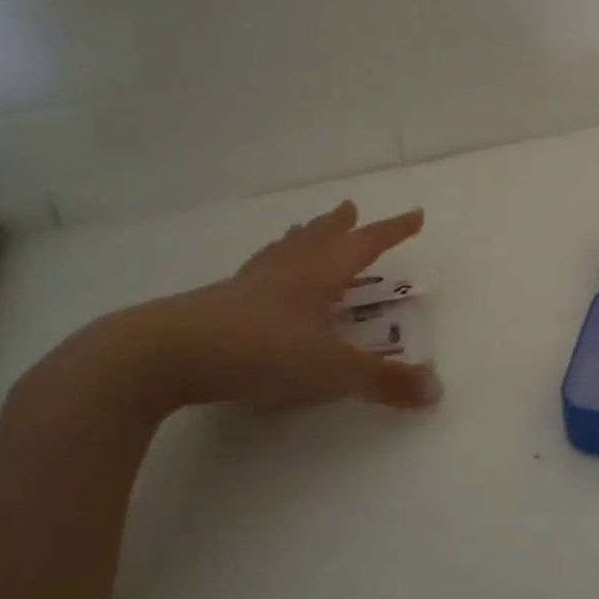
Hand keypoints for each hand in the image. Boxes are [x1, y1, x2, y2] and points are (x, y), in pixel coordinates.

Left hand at [61, 201, 442, 422]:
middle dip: (339, 225)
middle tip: (350, 208)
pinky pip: (253, 275)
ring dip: (300, 238)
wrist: (161, 355)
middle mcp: (285, 272)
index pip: (365, 246)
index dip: (392, 231)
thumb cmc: (259, 351)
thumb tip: (436, 390)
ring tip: (303, 229)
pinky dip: (267, 267)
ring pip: (281, 251)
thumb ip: (384, 381)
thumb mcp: (332, 371)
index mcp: (318, 276)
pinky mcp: (215, 305)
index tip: (414, 215)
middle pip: (317, 238)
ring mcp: (247, 286)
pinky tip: (257, 281)